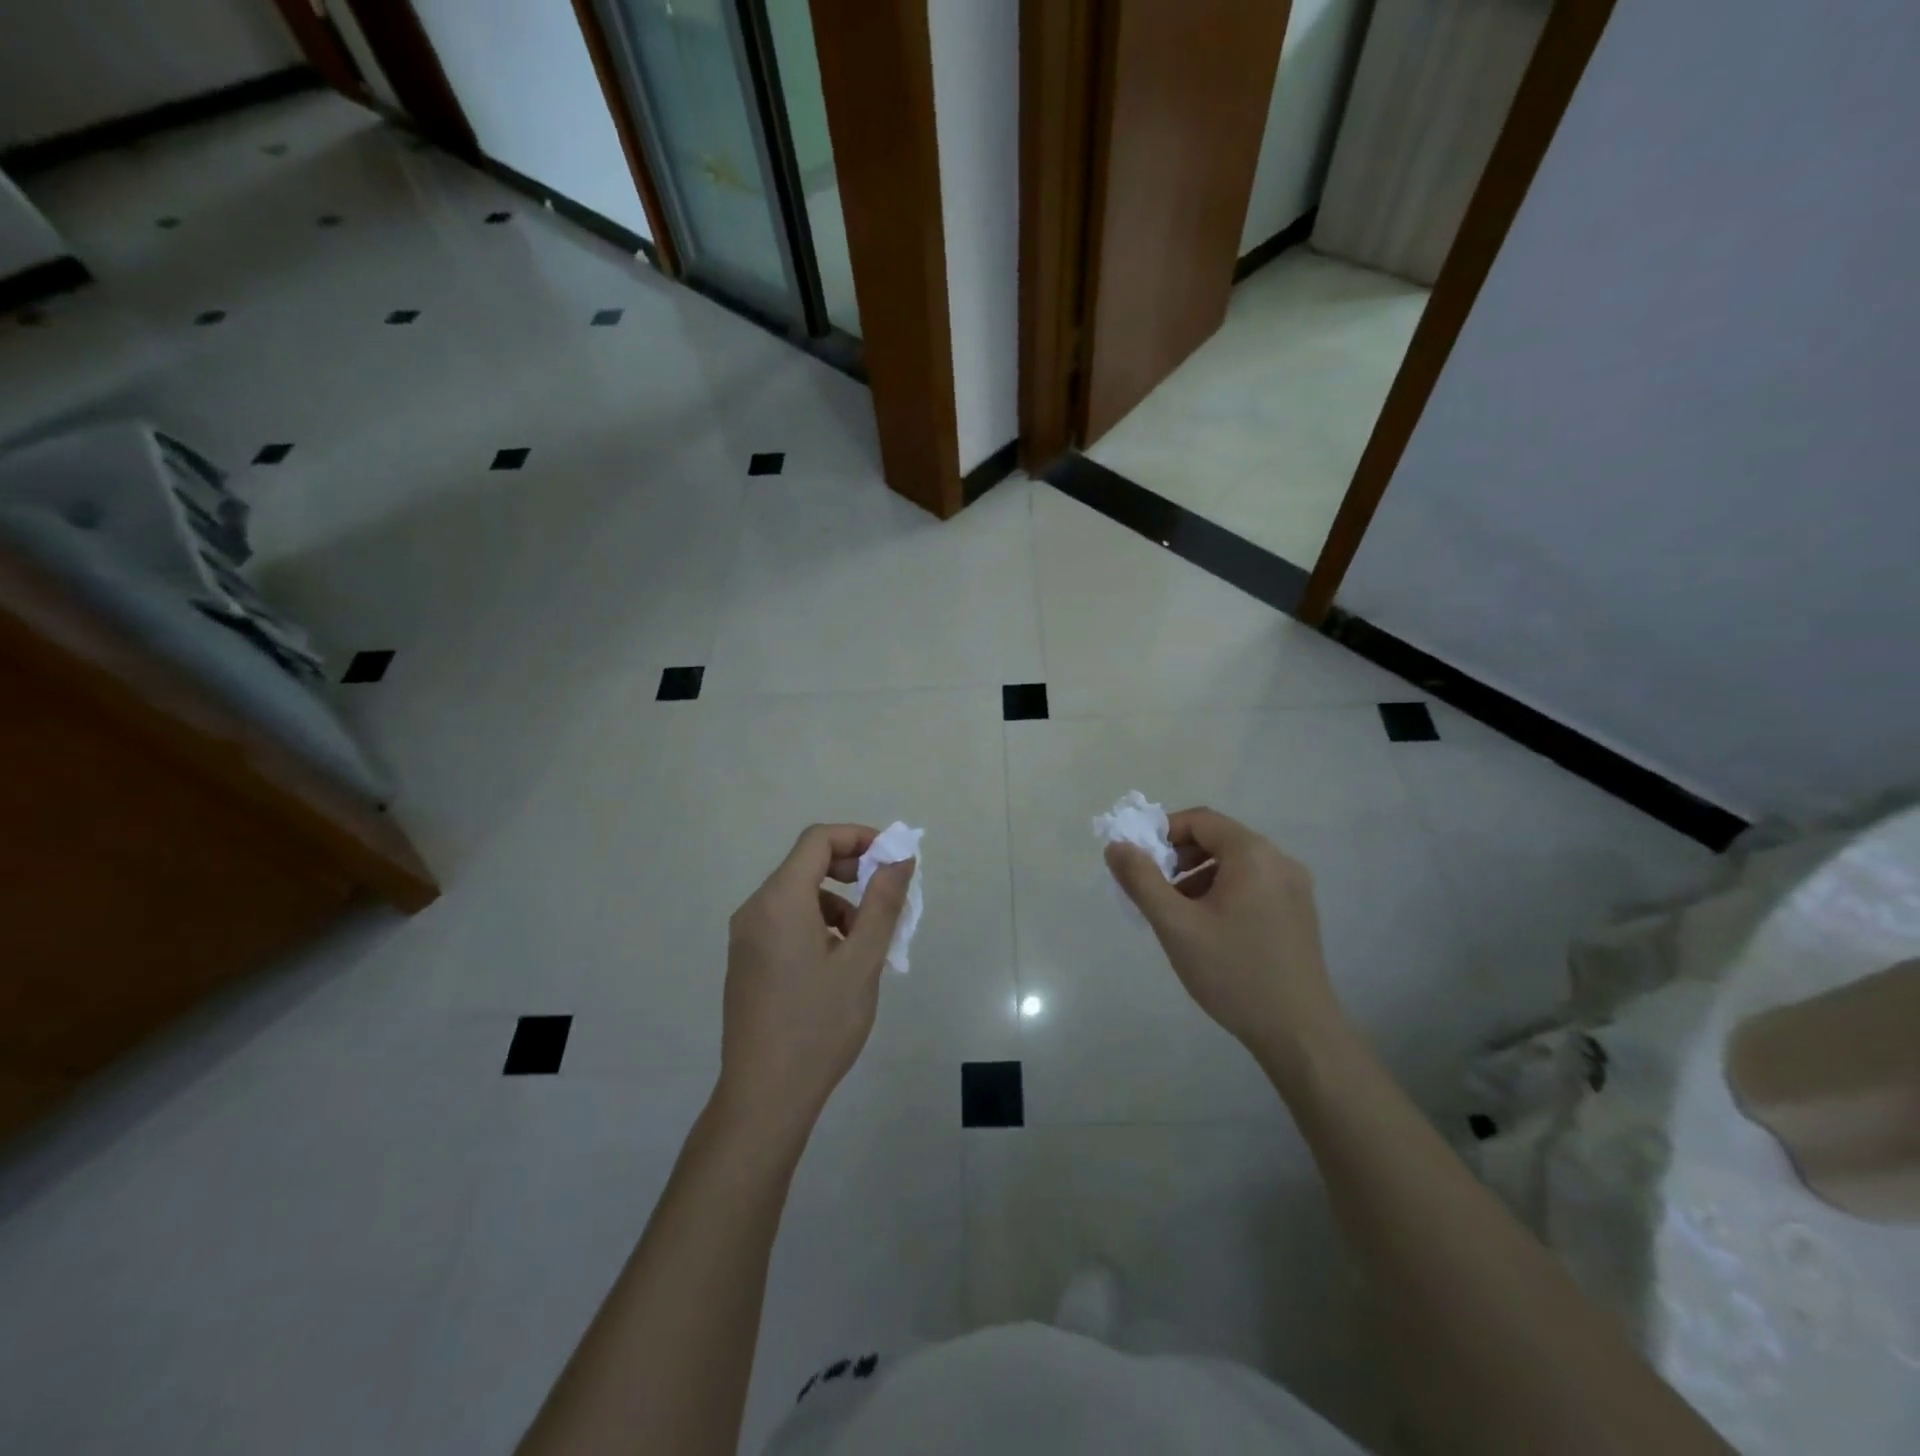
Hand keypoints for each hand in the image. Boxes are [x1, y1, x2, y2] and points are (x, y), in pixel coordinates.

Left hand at [716, 824, 914, 1145]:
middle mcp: (755, 909)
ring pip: (798, 896)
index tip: (892, 858)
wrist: (765, 1096)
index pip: (818, 840)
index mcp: (780, 900)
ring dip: (837, 903)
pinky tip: (838, 964)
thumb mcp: (863, 960)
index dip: (858, 837)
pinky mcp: (746, 961)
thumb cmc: (819, 1024)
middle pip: (805, 864)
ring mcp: (745, 937)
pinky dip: (817, 924)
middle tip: (886, 897)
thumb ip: (883, 902)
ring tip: (866, 944)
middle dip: (852, 870)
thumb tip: (899, 857)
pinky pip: (785, 922)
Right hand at [1105, 807, 1347, 1078]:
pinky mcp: (1299, 912)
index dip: (1163, 832)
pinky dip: (1223, 891)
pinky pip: (1253, 884)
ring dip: (1199, 876)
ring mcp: (1295, 887)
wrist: (1299, 1033)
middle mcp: (1279, 861)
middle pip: (1219, 839)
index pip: (1200, 820)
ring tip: (1177, 913)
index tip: (1139, 861)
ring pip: (1236, 863)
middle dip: (1179, 857)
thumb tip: (1116, 845)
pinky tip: (1209, 929)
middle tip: (1154, 888)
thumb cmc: (1233, 973)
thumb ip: (1141, 880)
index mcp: (1253, 854)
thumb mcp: (1176, 925)